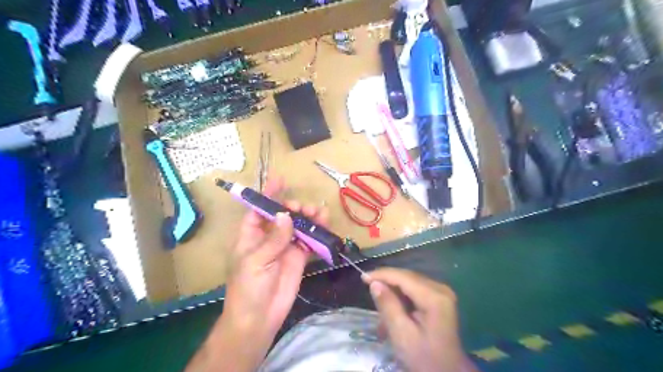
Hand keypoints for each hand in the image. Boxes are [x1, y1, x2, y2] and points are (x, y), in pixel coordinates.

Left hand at [187, 177, 326, 371]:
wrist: (259, 318)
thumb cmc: (248, 287)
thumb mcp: (256, 260)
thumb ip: (274, 238)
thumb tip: (285, 215)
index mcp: (251, 235)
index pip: (259, 209)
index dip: (268, 194)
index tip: (280, 179)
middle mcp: (268, 238)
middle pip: (283, 215)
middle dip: (294, 208)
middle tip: (304, 208)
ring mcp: (285, 247)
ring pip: (299, 226)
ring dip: (309, 218)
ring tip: (320, 213)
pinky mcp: (298, 258)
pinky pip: (309, 241)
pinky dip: (317, 233)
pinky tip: (325, 226)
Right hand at [362, 268, 476, 370]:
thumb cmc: (424, 357)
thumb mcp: (401, 334)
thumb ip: (388, 306)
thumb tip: (374, 283)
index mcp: (434, 297)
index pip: (403, 277)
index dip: (382, 274)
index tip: (362, 277)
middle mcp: (440, 288)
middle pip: (408, 277)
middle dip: (387, 281)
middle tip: (368, 288)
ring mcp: (442, 292)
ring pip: (410, 281)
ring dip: (393, 289)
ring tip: (379, 300)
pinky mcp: (440, 298)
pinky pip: (416, 288)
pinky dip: (402, 295)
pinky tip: (393, 304)